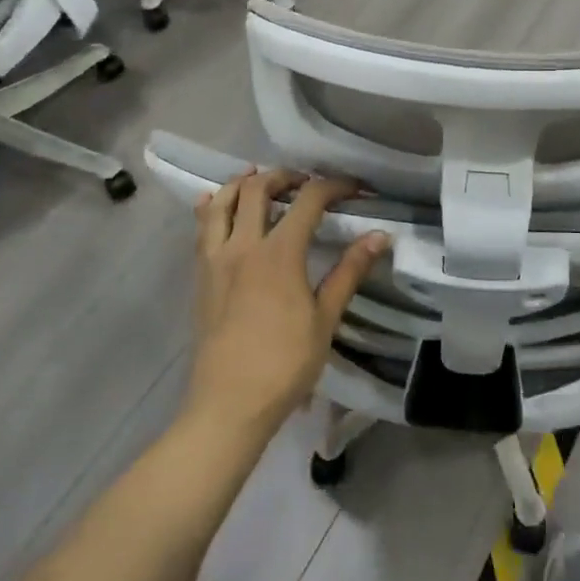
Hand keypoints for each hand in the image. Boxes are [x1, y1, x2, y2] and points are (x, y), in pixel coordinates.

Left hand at [188, 170, 389, 442]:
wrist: (229, 404)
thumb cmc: (285, 364)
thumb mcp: (325, 318)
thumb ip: (349, 271)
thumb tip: (380, 236)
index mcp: (279, 253)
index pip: (308, 200)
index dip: (333, 186)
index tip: (354, 189)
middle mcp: (244, 245)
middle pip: (258, 189)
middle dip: (284, 176)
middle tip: (305, 183)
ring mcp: (216, 259)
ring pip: (221, 202)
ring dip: (242, 183)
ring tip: (259, 180)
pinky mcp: (200, 276)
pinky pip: (201, 229)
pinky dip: (210, 208)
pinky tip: (214, 203)